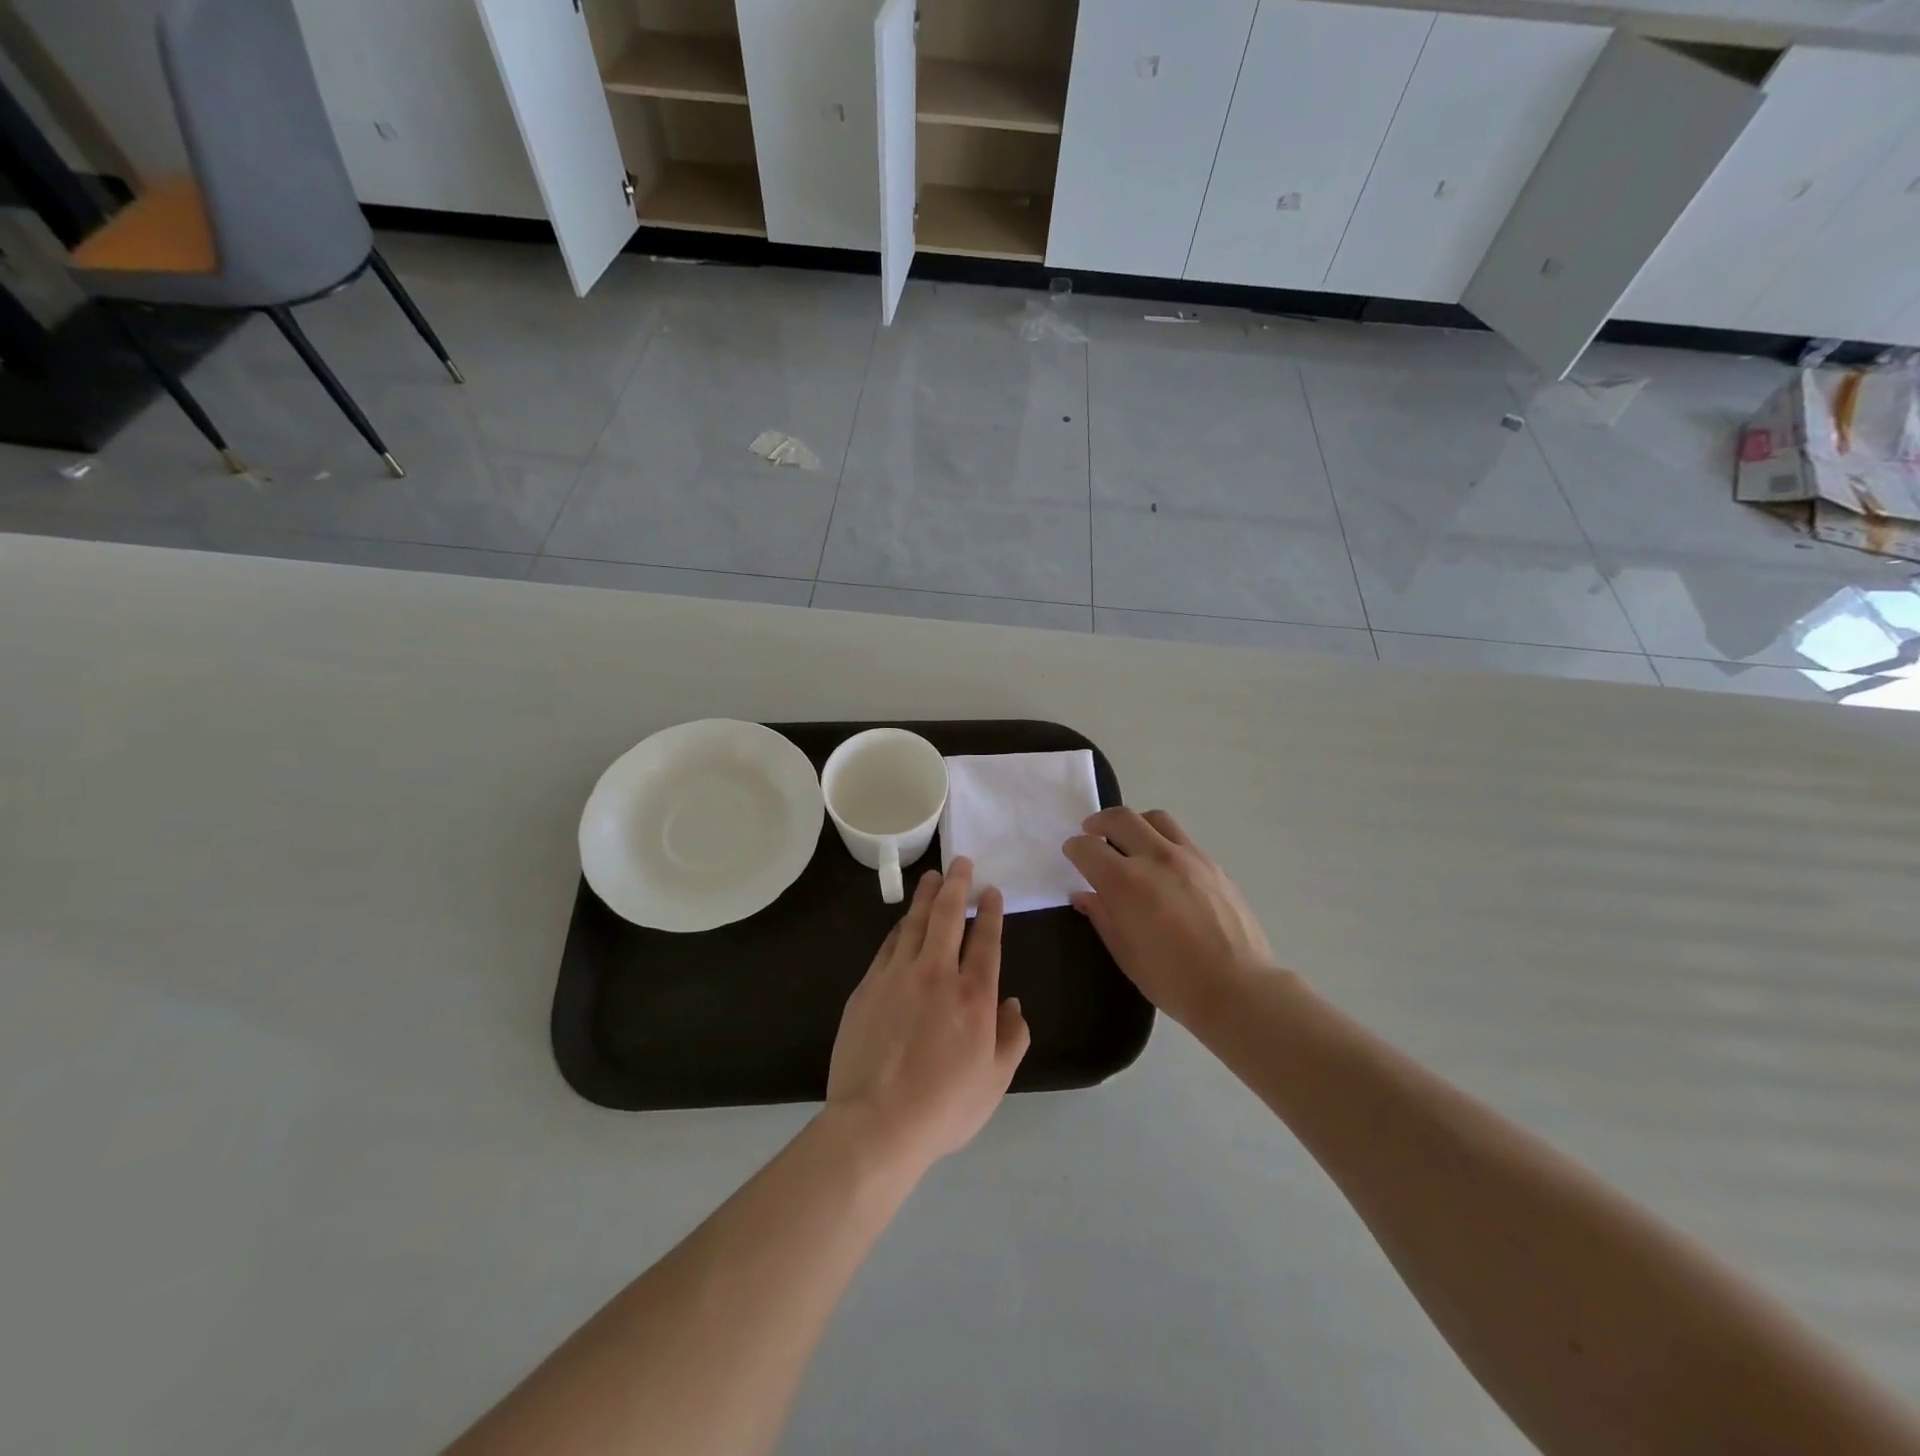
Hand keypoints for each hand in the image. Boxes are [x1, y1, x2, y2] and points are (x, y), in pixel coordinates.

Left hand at [825, 858, 1030, 1173]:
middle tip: (961, 862)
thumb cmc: (944, 1107)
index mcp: (974, 995)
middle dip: (957, 885)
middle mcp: (936, 974)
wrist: (876, 1123)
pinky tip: (904, 920)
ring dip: (926, 896)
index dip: (990, 911)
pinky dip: (900, 927)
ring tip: (933, 877)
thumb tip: (1012, 1003)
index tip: (991, 891)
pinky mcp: (868, 986)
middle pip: (948, 916)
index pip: (986, 939)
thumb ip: (1012, 1037)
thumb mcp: (995, 1081)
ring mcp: (897, 976)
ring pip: (914, 922)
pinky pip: (888, 945)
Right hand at [1063, 807, 1273, 1027]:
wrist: (1238, 989)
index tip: (1072, 854)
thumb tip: (1083, 894)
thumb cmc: (1173, 980)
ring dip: (1135, 824)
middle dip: (1099, 822)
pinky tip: (1164, 866)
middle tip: (1092, 833)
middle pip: (1120, 818)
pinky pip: (1181, 838)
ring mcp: (1189, 857)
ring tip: (1130, 841)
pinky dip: (1163, 840)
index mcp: (1126, 882)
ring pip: (1155, 818)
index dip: (1074, 848)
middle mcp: (1155, 858)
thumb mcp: (1125, 953)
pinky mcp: (1213, 864)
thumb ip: (1102, 915)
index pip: (1088, 848)